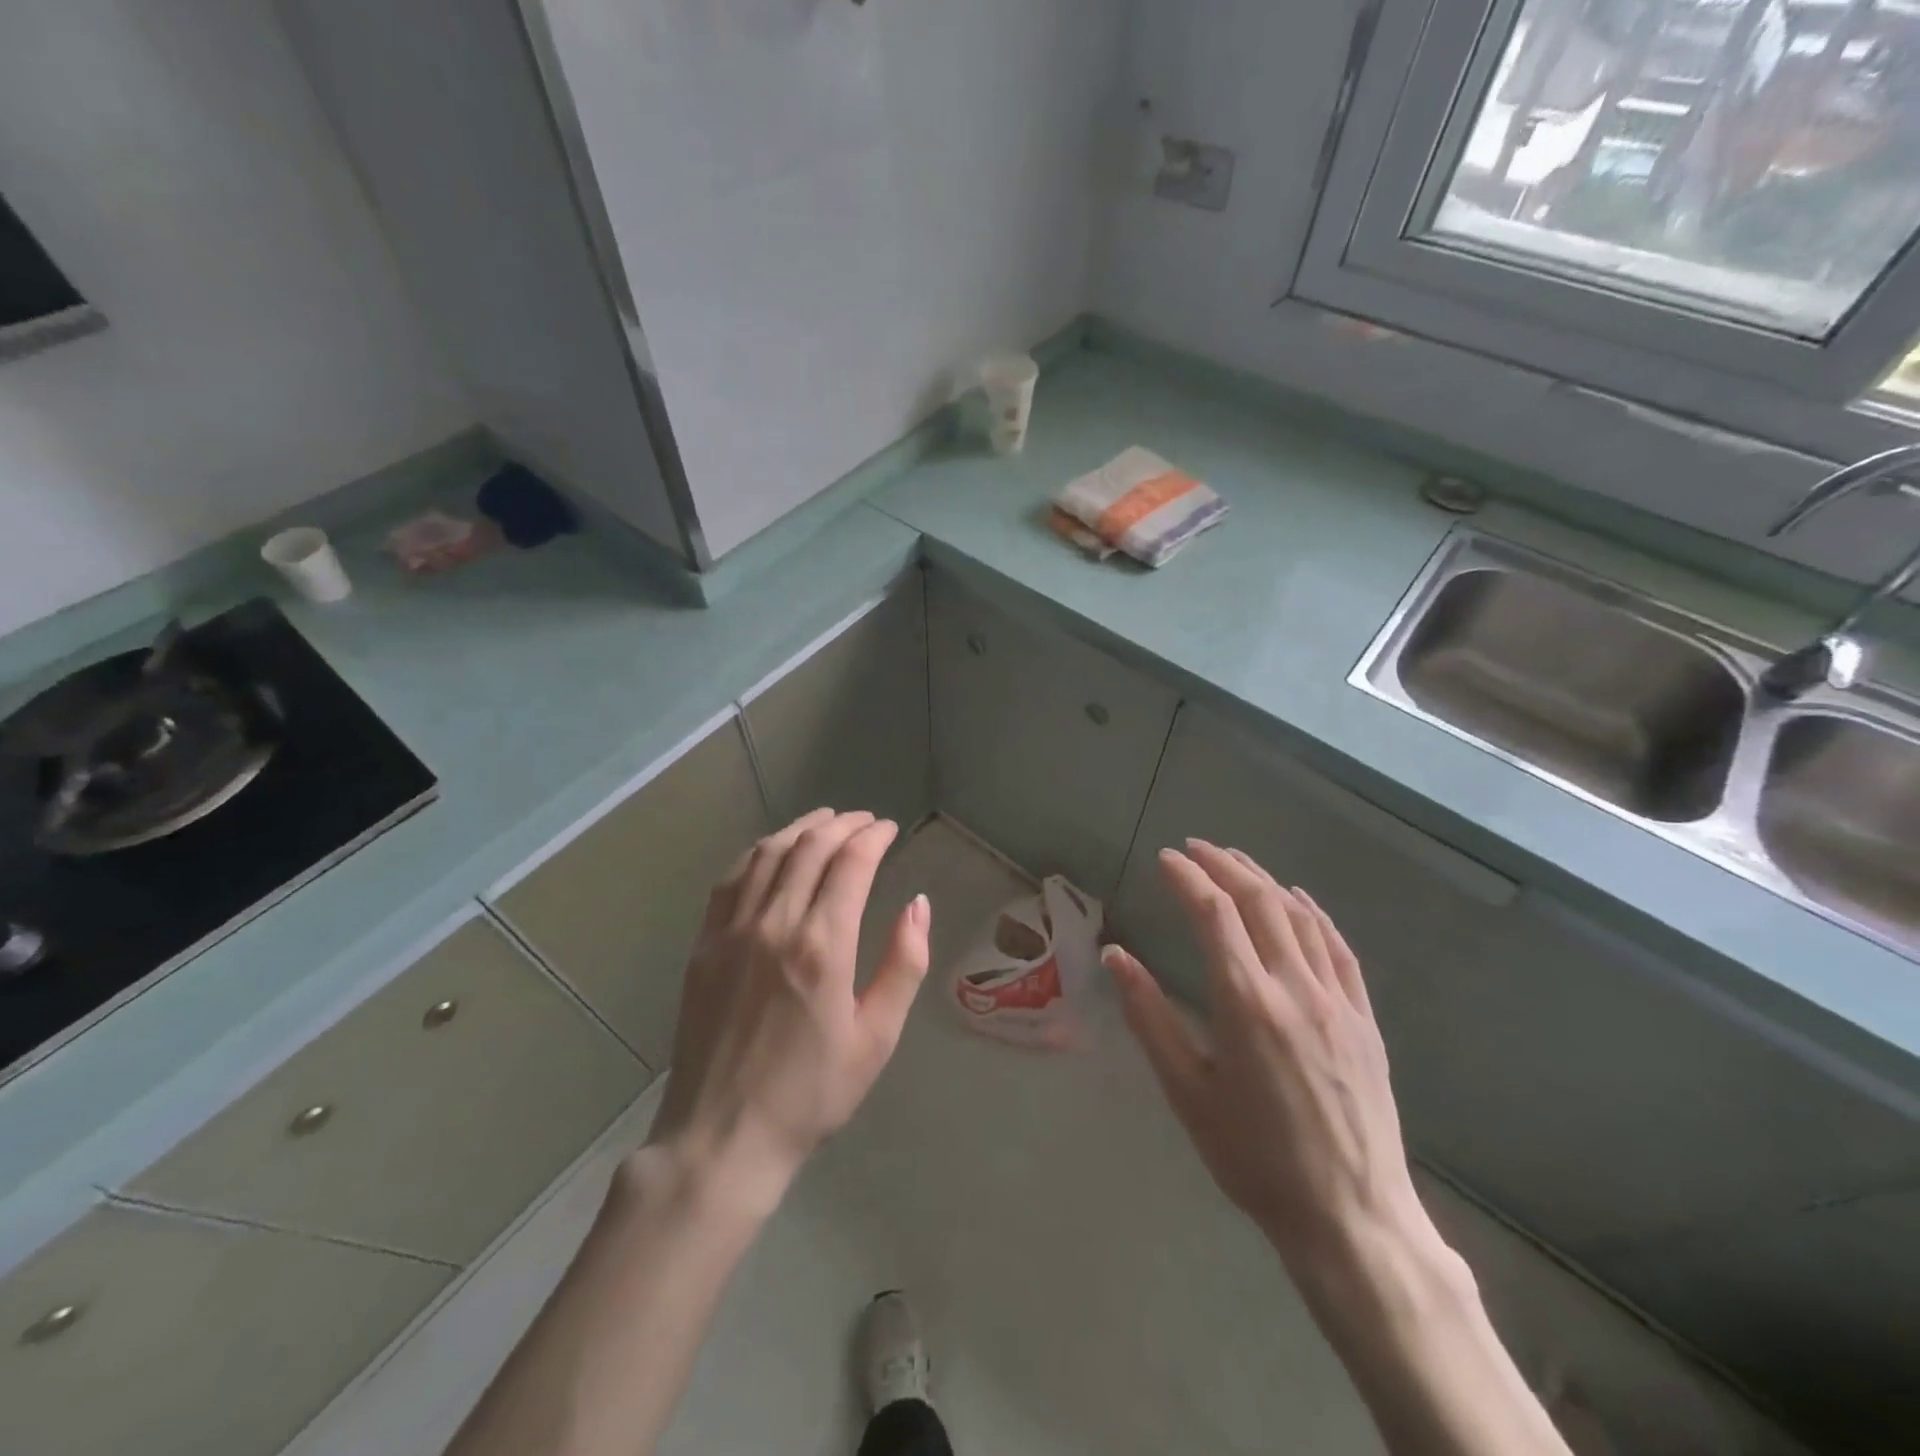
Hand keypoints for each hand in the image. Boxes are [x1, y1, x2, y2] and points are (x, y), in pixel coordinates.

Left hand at [640, 809, 932, 1216]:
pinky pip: (731, 879)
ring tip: (825, 821)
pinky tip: (772, 850)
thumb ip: (903, 963)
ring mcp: (732, 931)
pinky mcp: (704, 944)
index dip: (873, 837)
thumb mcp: (877, 1037)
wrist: (723, 1137)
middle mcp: (775, 924)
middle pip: (810, 847)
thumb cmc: (811, 1093)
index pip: (851, 863)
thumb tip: (918, 904)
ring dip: (800, 828)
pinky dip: (757, 852)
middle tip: (864, 821)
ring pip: (768, 854)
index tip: (889, 829)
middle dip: (842, 825)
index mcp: (823, 946)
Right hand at [1103, 840, 1440, 1289]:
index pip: (1214, 914)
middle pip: (1258, 902)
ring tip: (1235, 861)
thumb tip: (1115, 955)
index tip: (1165, 859)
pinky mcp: (1364, 1019)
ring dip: (1264, 880)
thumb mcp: (1187, 1091)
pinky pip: (1338, 948)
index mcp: (1246, 1002)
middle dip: (1223, 866)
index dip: (1187, 878)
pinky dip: (1313, 913)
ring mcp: (1337, 1000)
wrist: (1350, 1217)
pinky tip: (1297, 899)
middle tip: (1194, 848)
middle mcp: (1295, 987)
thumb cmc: (1253, 1157)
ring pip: (1299, 917)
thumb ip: (1149, 1016)